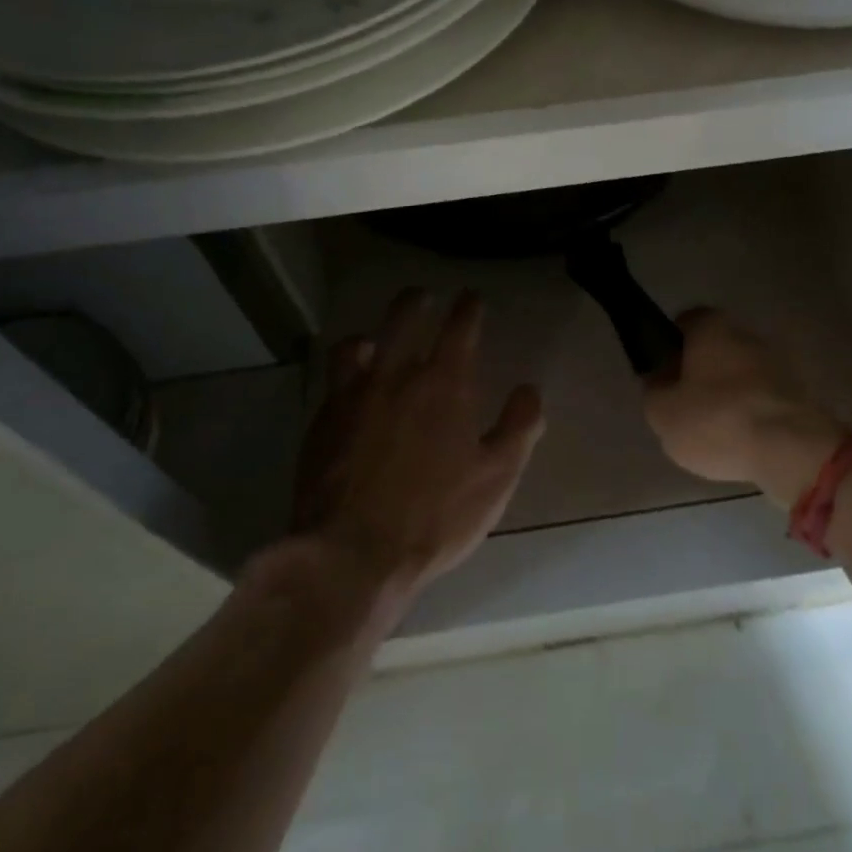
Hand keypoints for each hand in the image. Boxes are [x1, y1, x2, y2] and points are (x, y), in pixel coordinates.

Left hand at [291, 289, 544, 597]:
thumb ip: (519, 427)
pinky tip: (352, 391)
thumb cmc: (436, 516)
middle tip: (423, 296)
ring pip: (357, 344)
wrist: (352, 554)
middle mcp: (395, 377)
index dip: (468, 307)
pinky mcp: (321, 423)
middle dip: (416, 302)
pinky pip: (333, 382)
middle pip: (403, 319)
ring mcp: (352, 397)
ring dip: (373, 335)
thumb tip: (529, 390)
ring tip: (377, 341)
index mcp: (443, 384)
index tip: (472, 297)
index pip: (459, 328)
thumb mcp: (497, 477)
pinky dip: (347, 375)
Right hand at [643, 308, 841, 507]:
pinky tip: (741, 439)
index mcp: (712, 327)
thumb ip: (654, 392)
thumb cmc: (717, 420)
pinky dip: (750, 411)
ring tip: (714, 429)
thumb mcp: (663, 413)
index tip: (664, 373)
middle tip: (685, 404)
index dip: (671, 345)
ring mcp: (777, 362)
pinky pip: (762, 397)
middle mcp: (747, 334)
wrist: (791, 450)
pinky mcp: (798, 392)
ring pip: (740, 372)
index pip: (685, 321)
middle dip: (701, 370)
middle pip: (715, 347)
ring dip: (727, 393)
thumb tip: (660, 382)